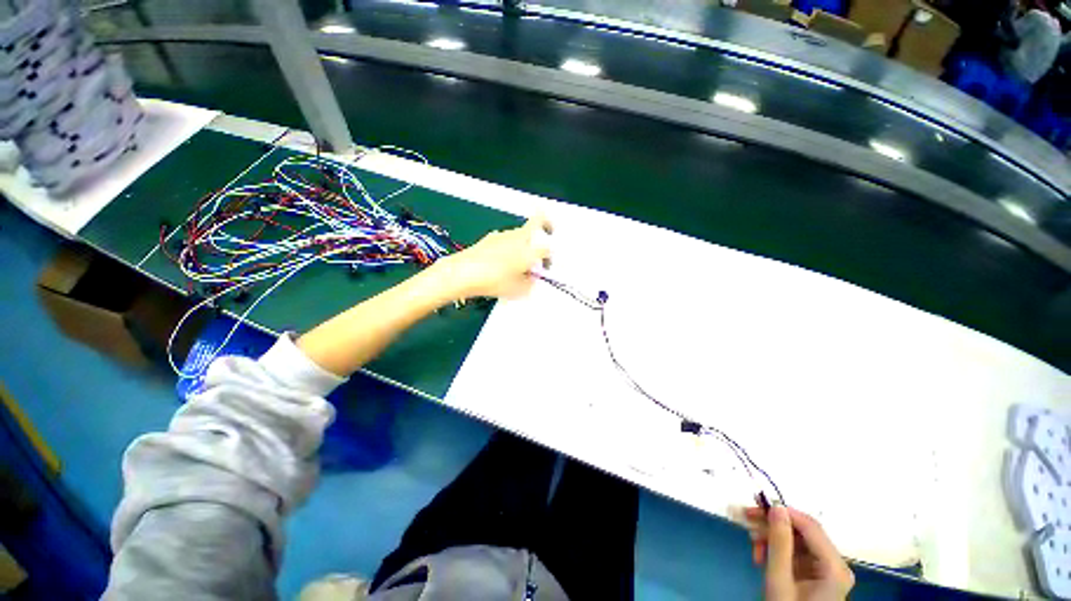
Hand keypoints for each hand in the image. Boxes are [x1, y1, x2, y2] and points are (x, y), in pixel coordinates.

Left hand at [435, 215, 551, 299]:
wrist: (462, 273)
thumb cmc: (492, 282)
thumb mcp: (516, 290)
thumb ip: (528, 284)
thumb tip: (530, 280)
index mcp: (528, 251)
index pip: (547, 249)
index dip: (549, 259)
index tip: (544, 269)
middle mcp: (517, 238)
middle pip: (535, 223)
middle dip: (544, 226)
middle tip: (544, 236)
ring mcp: (502, 235)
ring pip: (520, 232)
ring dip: (525, 241)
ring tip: (518, 260)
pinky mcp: (489, 238)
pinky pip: (506, 238)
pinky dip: (510, 245)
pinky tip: (501, 260)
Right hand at [745, 505, 853, 600]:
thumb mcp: (779, 579)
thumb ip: (780, 543)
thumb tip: (776, 507)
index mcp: (834, 567)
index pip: (810, 526)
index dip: (783, 511)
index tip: (755, 504)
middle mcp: (835, 564)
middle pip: (803, 532)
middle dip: (772, 525)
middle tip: (746, 518)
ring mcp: (827, 570)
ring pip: (796, 540)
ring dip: (771, 537)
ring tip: (752, 543)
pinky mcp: (816, 575)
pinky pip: (795, 552)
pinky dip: (776, 550)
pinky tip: (761, 555)